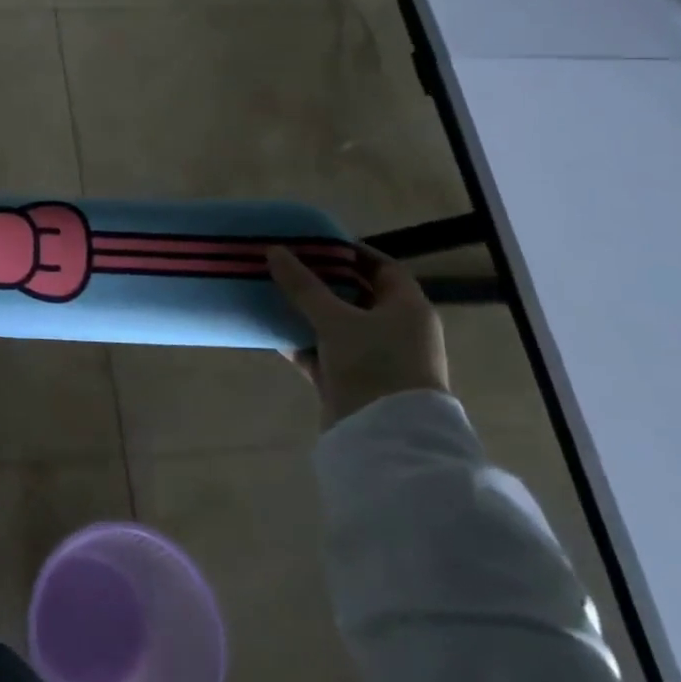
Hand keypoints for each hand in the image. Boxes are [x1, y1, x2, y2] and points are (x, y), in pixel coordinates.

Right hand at [265, 245, 449, 427]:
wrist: (385, 438)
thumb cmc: (373, 365)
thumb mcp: (335, 320)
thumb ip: (303, 286)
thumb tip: (274, 251)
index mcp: (407, 308)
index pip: (381, 267)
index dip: (350, 252)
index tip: (315, 243)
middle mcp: (396, 329)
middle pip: (356, 294)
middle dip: (322, 280)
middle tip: (287, 264)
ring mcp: (375, 357)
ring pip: (337, 324)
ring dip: (308, 311)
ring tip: (274, 292)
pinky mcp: (354, 380)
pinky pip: (325, 351)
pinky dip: (302, 341)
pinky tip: (273, 331)